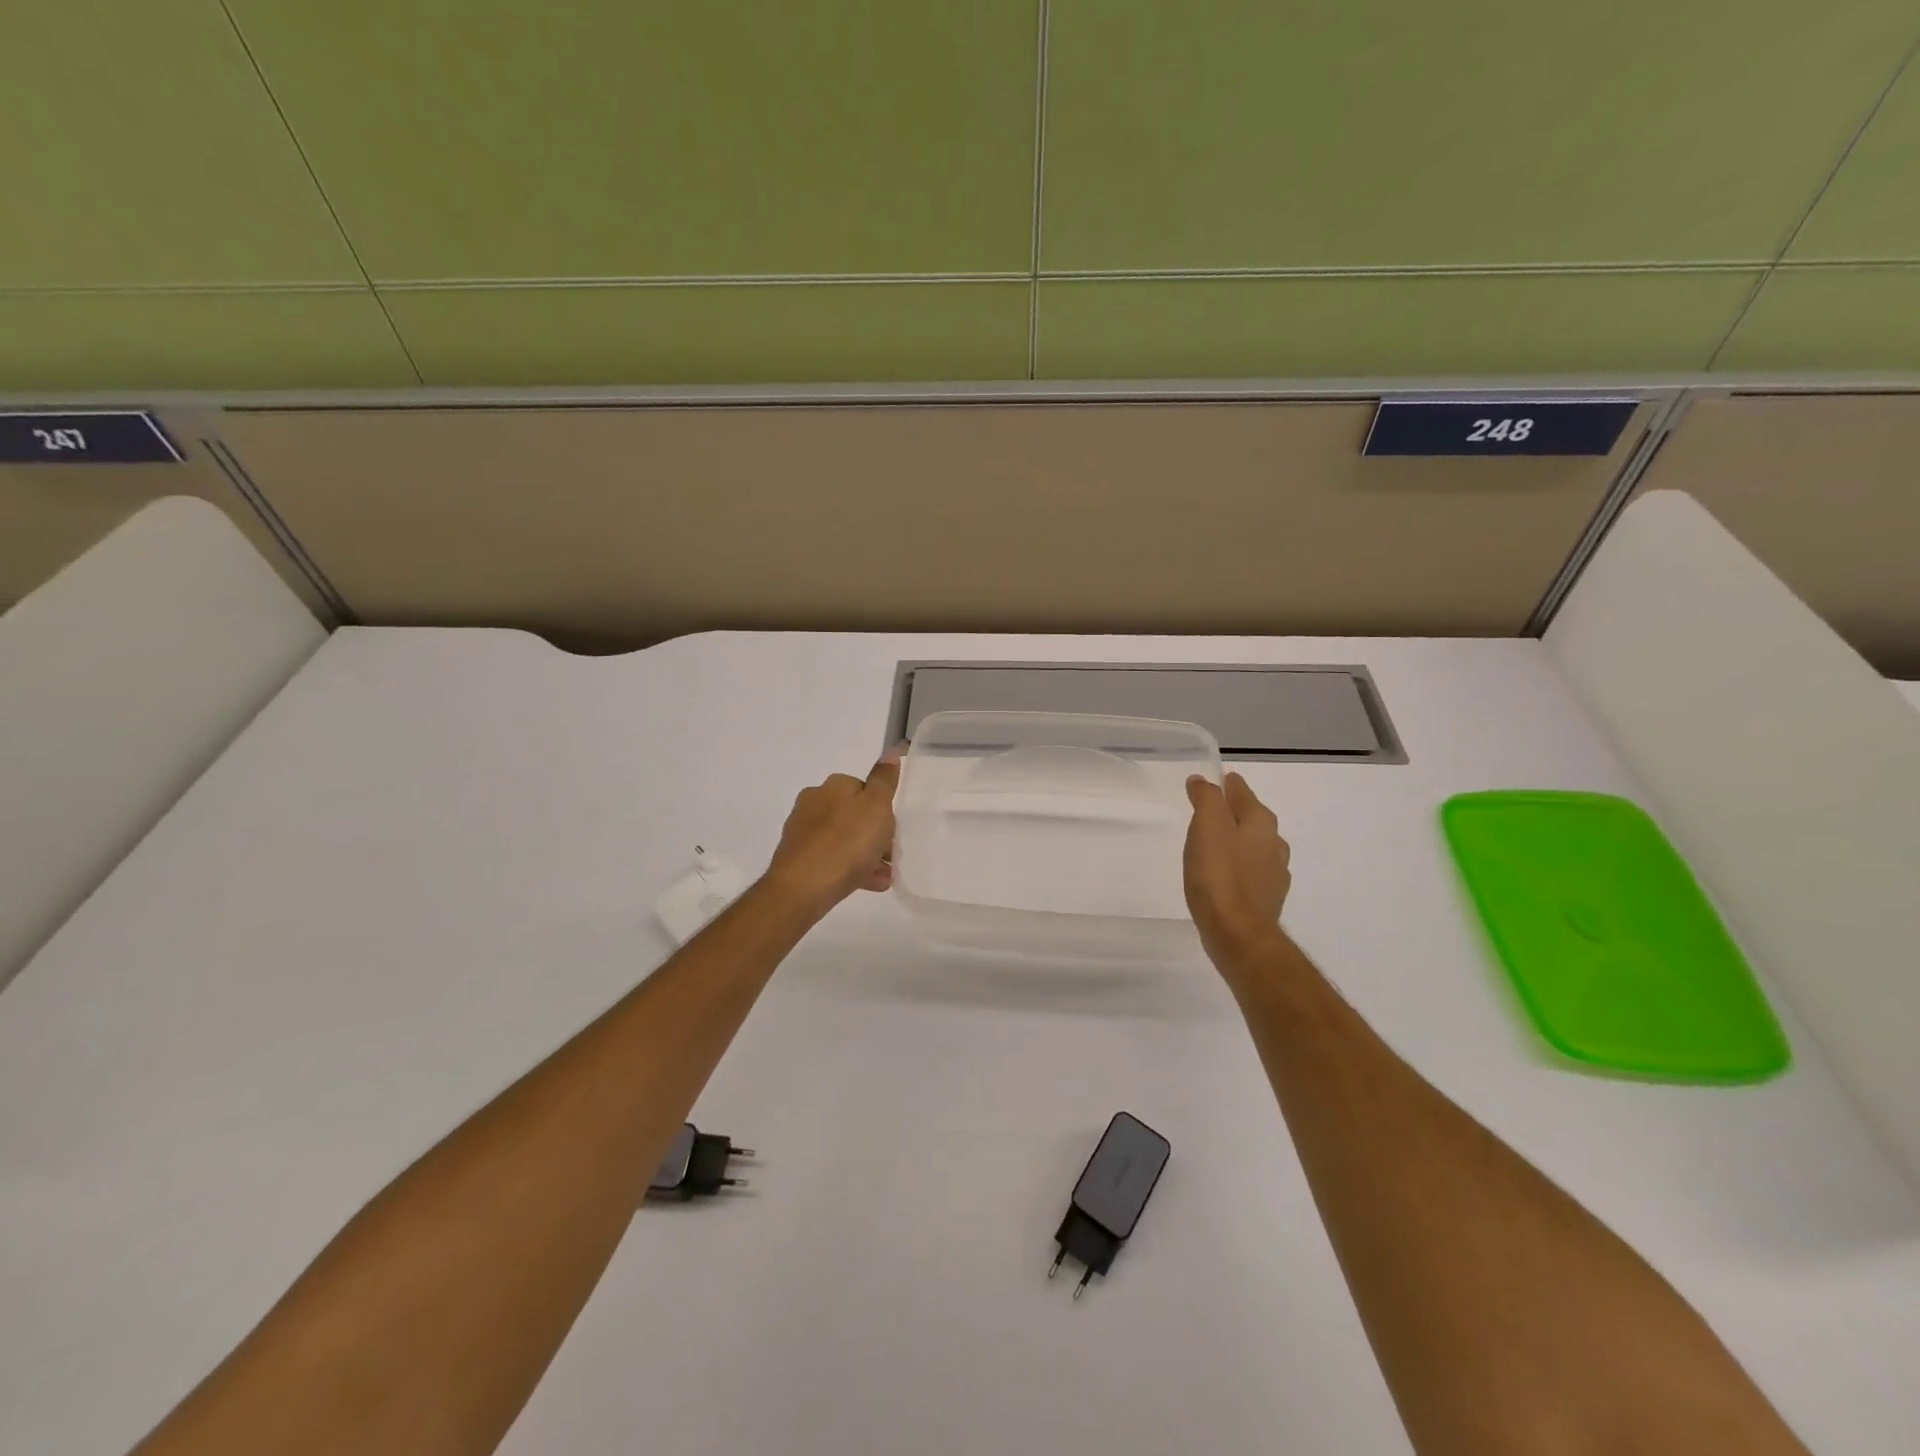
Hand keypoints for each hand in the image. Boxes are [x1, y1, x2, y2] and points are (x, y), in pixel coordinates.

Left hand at [765, 753, 900, 914]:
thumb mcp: (876, 807)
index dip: (883, 810)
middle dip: (875, 834)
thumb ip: (884, 780)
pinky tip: (868, 884)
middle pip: (854, 815)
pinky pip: (831, 858)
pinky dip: (850, 868)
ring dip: (866, 854)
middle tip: (891, 856)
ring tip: (883, 876)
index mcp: (833, 786)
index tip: (894, 831)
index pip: (865, 789)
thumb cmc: (847, 842)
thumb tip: (890, 751)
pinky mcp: (797, 858)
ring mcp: (803, 831)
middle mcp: (814, 801)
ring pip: (844, 839)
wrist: (802, 888)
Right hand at [1184, 772, 1291, 969]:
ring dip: (1239, 840)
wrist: (1238, 934)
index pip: (1243, 793)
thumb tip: (1203, 781)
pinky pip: (1252, 872)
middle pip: (1253, 819)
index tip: (1216, 780)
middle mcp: (1274, 844)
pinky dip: (1240, 866)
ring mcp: (1274, 874)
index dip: (1227, 785)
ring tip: (1216, 843)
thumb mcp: (1207, 827)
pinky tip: (1226, 875)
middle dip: (1235, 812)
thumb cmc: (1219, 875)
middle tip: (1212, 810)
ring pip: (1255, 846)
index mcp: (1260, 823)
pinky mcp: (1266, 899)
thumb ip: (1207, 799)